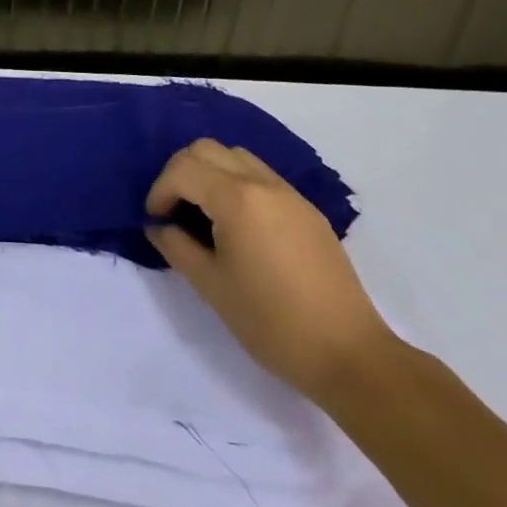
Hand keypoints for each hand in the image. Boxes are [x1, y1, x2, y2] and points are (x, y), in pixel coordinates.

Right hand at [146, 139, 394, 398]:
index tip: (156, 220)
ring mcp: (289, 193)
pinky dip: (236, 183)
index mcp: (237, 197)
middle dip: (181, 172)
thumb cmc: (273, 323)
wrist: (351, 357)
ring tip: (204, 212)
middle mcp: (262, 182)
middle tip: (175, 209)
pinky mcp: (306, 209)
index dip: (160, 190)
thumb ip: (177, 246)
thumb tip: (158, 226)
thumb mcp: (212, 286)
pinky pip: (260, 175)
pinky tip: (238, 224)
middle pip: (207, 149)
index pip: (183, 169)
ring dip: (210, 172)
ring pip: (235, 156)